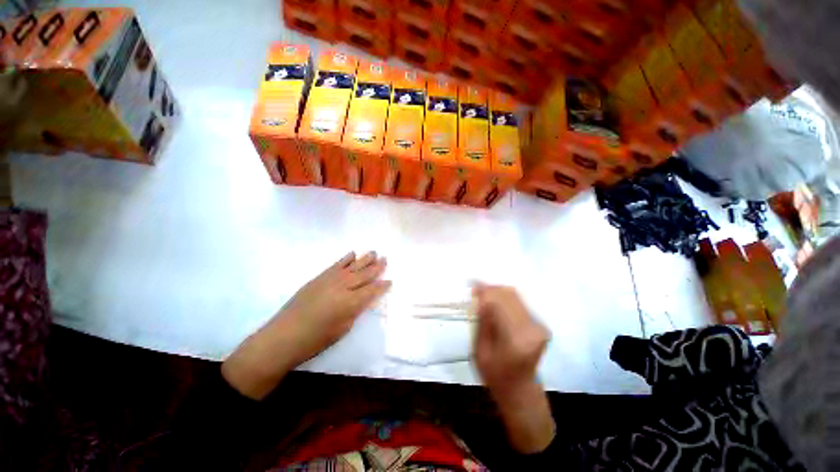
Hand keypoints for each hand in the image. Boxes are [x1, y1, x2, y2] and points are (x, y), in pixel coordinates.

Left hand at [222, 252, 390, 399]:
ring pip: (352, 266)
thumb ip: (355, 311)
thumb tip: (361, 299)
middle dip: (376, 267)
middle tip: (385, 259)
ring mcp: (330, 280)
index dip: (382, 286)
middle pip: (364, 274)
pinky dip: (346, 259)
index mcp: (351, 303)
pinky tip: (352, 253)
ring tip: (374, 252)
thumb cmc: (316, 340)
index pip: (372, 290)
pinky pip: (336, 265)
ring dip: (364, 259)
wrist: (284, 336)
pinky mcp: (319, 278)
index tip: (390, 280)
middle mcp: (343, 287)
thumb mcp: (343, 329)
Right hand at [472, 283, 554, 453]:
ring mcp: (538, 325)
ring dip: (497, 292)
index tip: (471, 286)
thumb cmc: (495, 375)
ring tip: (483, 295)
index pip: (499, 304)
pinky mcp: (539, 323)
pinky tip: (494, 302)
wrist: (521, 390)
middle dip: (490, 289)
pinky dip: (504, 298)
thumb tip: (480, 297)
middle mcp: (531, 329)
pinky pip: (518, 301)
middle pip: (508, 295)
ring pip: (514, 295)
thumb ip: (482, 322)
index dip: (484, 292)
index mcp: (516, 340)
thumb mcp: (480, 350)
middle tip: (475, 289)